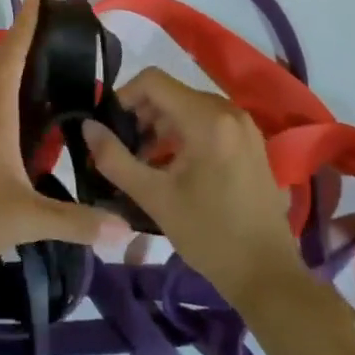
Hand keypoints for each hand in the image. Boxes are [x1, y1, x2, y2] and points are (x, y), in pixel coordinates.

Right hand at [83, 68, 310, 308]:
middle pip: (171, 93)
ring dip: (161, 126)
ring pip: (189, 107)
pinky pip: (208, 121)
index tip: (111, 128)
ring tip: (146, 162)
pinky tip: (174, 168)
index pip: (153, 80)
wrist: (266, 273)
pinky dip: (184, 134)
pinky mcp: (251, 141)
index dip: (124, 97)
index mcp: (206, 118)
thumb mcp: (153, 197)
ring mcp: (244, 125)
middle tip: (125, 150)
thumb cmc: (208, 234)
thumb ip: (114, 158)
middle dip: (142, 115)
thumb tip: (87, 126)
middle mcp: (229, 111)